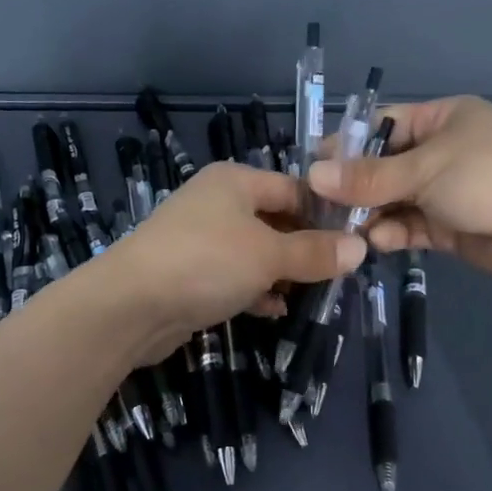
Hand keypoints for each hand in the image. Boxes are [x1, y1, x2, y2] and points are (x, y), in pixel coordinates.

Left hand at [100, 161, 365, 357]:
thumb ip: (315, 252)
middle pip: (274, 220)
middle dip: (304, 247)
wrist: (130, 306)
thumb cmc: (207, 262)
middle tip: (338, 272)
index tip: (355, 241)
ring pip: (255, 251)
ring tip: (312, 293)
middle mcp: (216, 203)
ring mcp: (199, 239)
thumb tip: (361, 248)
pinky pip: (233, 276)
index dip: (325, 213)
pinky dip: (255, 290)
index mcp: (235, 181)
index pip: (294, 188)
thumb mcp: (269, 255)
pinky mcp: (189, 274)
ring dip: (281, 272)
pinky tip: (273, 309)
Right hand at [307, 96, 491, 282]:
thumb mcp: (427, 168)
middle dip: (355, 186)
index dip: (347, 144)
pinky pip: (413, 226)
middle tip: (318, 207)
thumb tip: (312, 175)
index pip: (383, 124)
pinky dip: (393, 233)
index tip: (312, 168)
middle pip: (386, 166)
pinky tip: (374, 242)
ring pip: (396, 200)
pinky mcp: (454, 228)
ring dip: (371, 214)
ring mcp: (450, 191)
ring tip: (341, 229)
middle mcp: (444, 151)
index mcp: (444, 118)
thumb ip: (369, 177)